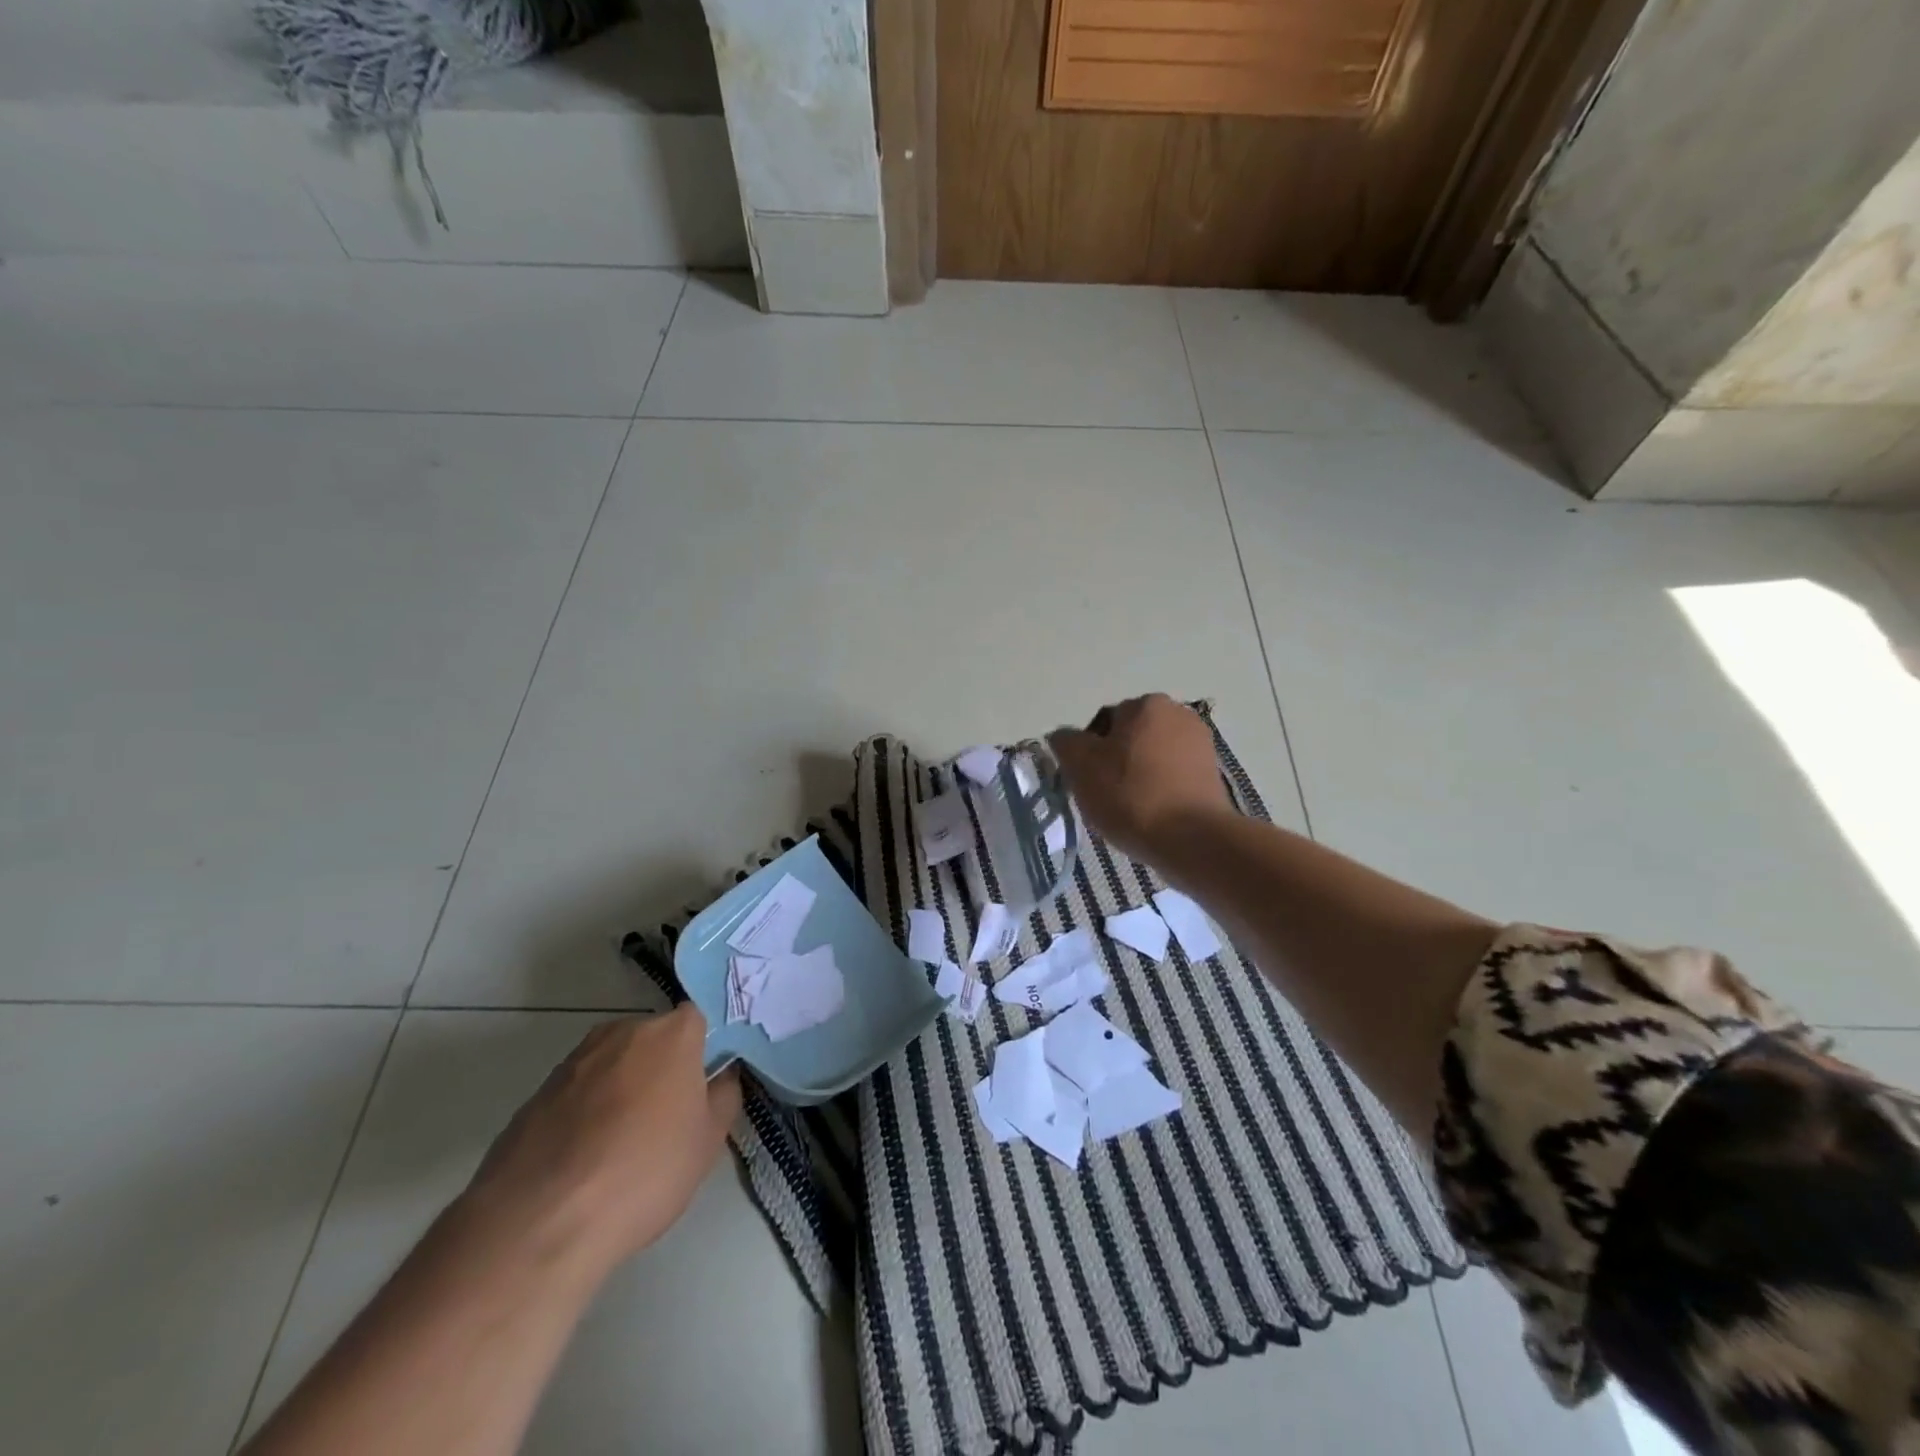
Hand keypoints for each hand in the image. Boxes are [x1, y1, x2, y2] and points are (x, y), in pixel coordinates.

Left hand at [459, 1005, 740, 1276]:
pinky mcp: (536, 1093)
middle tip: (667, 1119)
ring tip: (621, 1147)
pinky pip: (577, 1093)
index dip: (702, 1052)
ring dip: (622, 1091)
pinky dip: (585, 1114)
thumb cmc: (643, 1173)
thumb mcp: (708, 1142)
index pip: (697, 1021)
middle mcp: (622, 1031)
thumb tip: (720, 1077)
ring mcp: (574, 1060)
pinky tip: (584, 1161)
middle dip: (661, 1069)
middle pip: (652, 1040)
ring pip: (613, 1066)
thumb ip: (724, 1096)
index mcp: (671, 1033)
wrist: (538, 1223)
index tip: (702, 1088)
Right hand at [1049, 694, 1230, 863]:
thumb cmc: (1131, 795)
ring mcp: (1201, 744)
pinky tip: (1154, 816)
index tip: (1088, 782)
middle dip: (1115, 764)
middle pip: (1130, 739)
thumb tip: (1065, 737)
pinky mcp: (1213, 775)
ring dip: (1138, 778)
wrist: (1192, 839)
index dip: (1089, 754)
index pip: (1103, 724)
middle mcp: (1179, 714)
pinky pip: (1173, 778)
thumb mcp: (1080, 766)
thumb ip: (1065, 742)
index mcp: (1146, 704)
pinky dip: (1161, 792)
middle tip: (1106, 797)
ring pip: (1152, 759)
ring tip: (1131, 811)